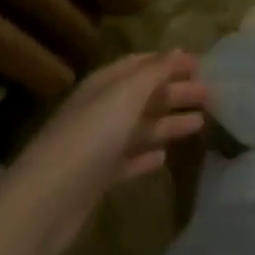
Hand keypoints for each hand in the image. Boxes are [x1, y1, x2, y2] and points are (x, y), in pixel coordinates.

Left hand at [0, 52, 209, 254]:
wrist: (43, 203)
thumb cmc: (89, 138)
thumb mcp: (125, 96)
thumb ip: (154, 72)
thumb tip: (177, 50)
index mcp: (104, 85)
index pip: (140, 64)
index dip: (169, 62)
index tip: (200, 64)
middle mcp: (100, 110)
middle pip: (144, 96)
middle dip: (175, 93)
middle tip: (210, 95)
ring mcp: (98, 145)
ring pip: (141, 127)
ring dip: (168, 123)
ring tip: (200, 122)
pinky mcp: (97, 178)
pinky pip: (129, 160)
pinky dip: (146, 155)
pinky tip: (163, 157)